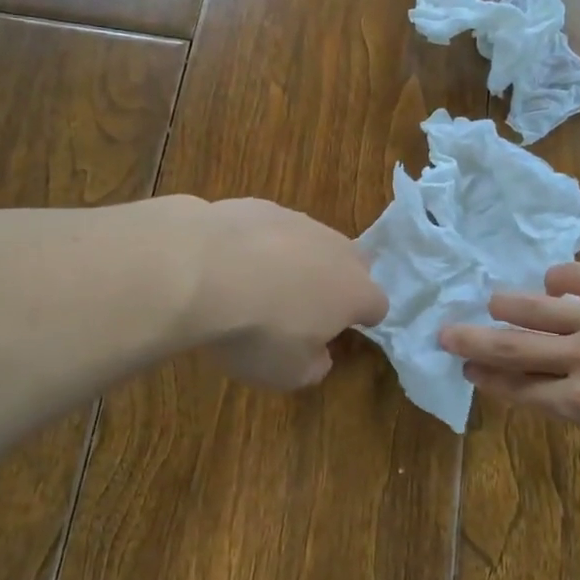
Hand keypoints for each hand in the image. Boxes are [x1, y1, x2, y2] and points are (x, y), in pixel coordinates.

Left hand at [191, 198, 387, 389]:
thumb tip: (319, 355)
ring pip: (311, 241)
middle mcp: (335, 249)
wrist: (202, 270)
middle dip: (336, 283)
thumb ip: (314, 366)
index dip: (362, 320)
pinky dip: (260, 244)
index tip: (339, 332)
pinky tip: (230, 263)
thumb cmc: (257, 331)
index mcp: (354, 291)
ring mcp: (298, 221)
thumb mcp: (288, 373)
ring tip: (259, 284)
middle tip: (304, 307)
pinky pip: (270, 228)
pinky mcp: (260, 205)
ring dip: (296, 260)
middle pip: (351, 264)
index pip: (377, 305)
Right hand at [439, 262, 579, 468]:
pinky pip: (579, 277)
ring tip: (492, 301)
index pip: (523, 390)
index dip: (490, 381)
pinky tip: (554, 282)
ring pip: (537, 306)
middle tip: (445, 332)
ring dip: (508, 305)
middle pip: (514, 346)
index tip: (468, 371)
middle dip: (474, 340)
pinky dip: (560, 280)